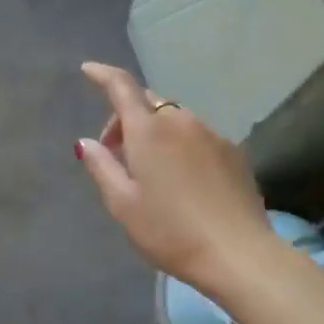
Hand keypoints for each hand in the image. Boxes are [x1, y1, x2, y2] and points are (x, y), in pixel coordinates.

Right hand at [74, 62, 279, 296]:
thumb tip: (85, 142)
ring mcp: (211, 133)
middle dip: (127, 119)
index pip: (121, 87)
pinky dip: (181, 144)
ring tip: (152, 170)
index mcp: (148, 130)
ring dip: (156, 132)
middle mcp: (180, 121)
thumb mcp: (123, 204)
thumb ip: (101, 167)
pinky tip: (184, 179)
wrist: (239, 254)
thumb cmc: (170, 231)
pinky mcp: (233, 151)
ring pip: (174, 118)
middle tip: (116, 154)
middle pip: (148, 103)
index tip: (88, 69)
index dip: (102, 74)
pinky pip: (198, 135)